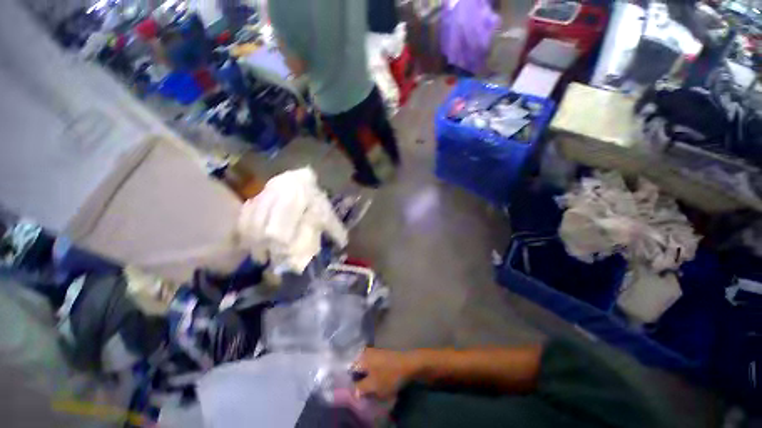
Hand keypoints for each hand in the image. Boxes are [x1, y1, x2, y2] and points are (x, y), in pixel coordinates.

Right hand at [353, 348, 418, 400]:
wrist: (409, 364)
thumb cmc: (389, 375)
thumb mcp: (373, 386)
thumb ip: (360, 388)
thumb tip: (354, 390)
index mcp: (361, 357)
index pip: (349, 370)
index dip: (351, 382)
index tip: (355, 391)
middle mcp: (366, 352)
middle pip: (358, 368)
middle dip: (359, 380)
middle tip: (363, 390)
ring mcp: (375, 352)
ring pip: (366, 367)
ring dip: (368, 378)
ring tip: (372, 387)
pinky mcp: (382, 355)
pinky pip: (373, 366)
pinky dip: (374, 374)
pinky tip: (379, 381)